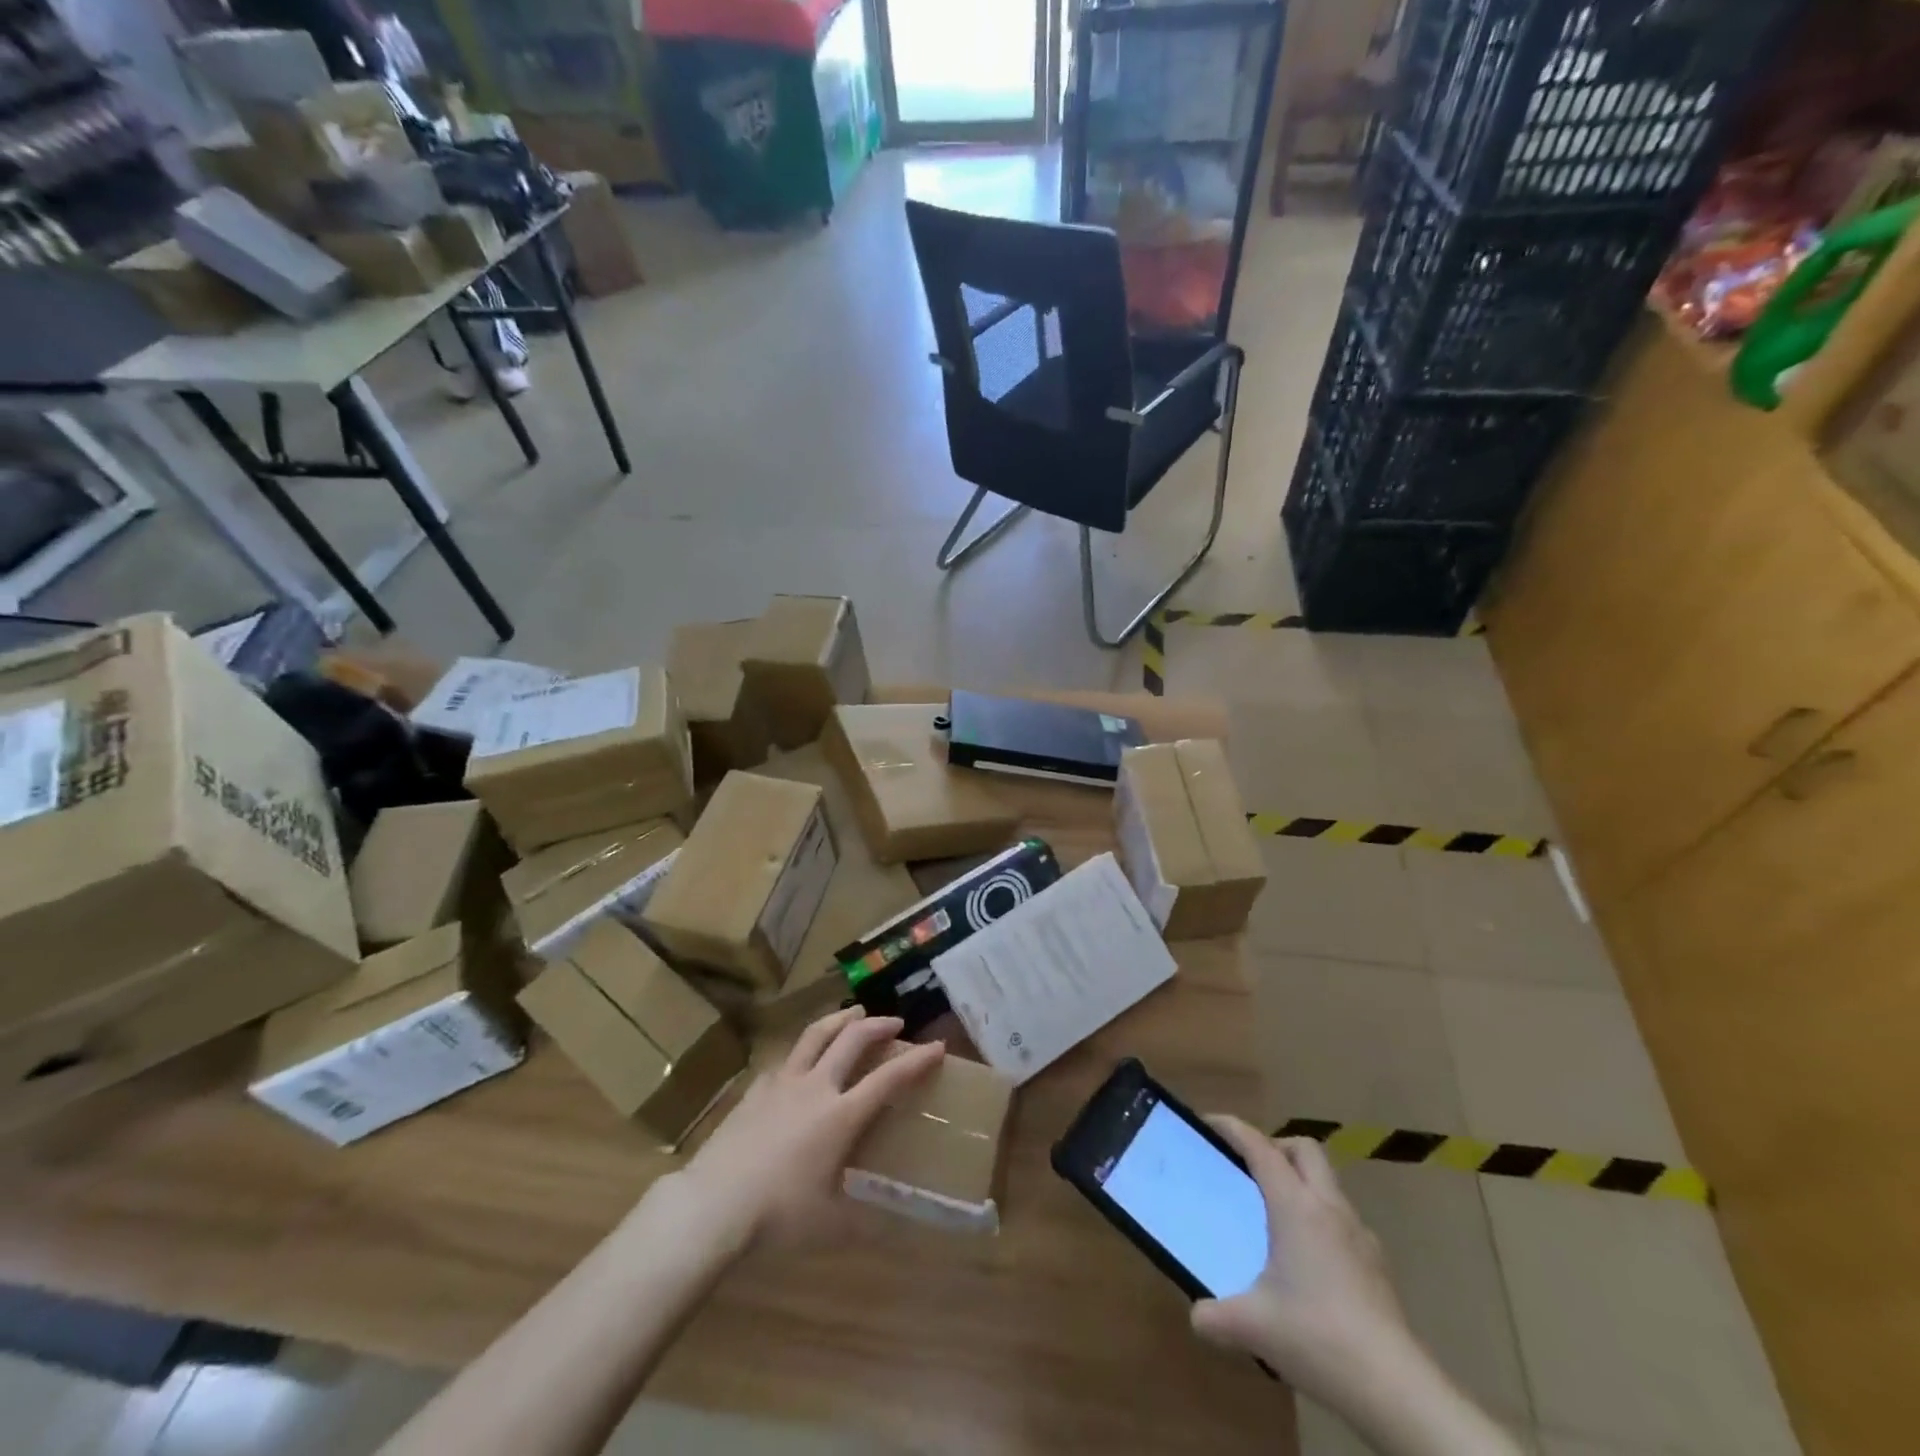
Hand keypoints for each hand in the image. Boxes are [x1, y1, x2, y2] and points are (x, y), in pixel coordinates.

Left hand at [674, 1007, 944, 1250]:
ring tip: (853, 1013)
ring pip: (816, 1034)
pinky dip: (803, 1050)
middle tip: (895, 1023)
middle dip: (878, 1025)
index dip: (917, 1060)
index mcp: (841, 1116)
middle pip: (853, 1039)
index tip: (937, 1047)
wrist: (712, 1204)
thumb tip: (899, 1231)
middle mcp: (816, 1087)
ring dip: (840, 1019)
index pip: (888, 1078)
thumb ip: (866, 1223)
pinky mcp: (756, 1089)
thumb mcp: (830, 1227)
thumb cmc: (777, 1216)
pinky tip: (801, 1060)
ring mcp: (782, 1083)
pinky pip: (786, 1058)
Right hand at [1190, 1118, 1417, 1409]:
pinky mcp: (1378, 1265)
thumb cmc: (1318, 1337)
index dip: (1233, 1128)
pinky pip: (1343, 1220)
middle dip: (1275, 1146)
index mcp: (1296, 1206)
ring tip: (1276, 1217)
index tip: (1209, 1123)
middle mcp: (1329, 1208)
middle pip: (1304, 1150)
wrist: (1397, 1390)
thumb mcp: (1252, 1328)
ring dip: (1301, 1182)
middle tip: (1249, 1169)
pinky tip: (1310, 1261)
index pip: (1260, 1148)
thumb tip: (1197, 1314)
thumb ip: (1215, 1316)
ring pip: (1328, 1183)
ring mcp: (1360, 1235)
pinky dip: (1321, 1219)